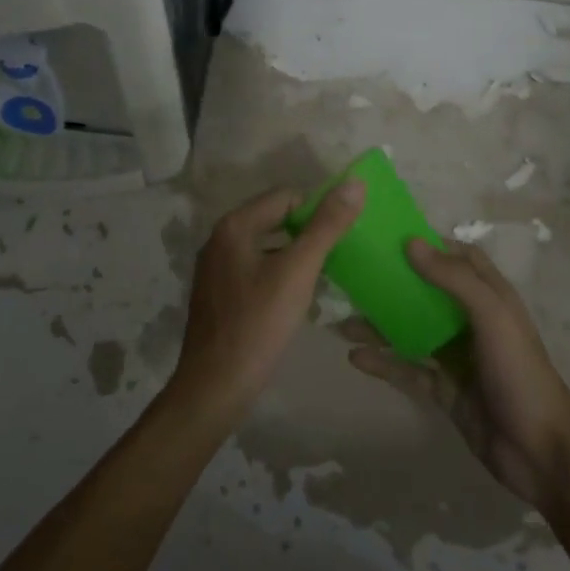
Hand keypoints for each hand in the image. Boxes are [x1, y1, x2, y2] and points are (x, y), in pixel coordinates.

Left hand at [166, 180, 365, 426]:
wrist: (215, 387)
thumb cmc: (258, 324)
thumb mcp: (298, 271)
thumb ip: (326, 226)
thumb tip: (355, 183)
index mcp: (235, 225)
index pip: (286, 196)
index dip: (317, 211)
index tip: (341, 237)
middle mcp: (220, 238)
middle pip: (275, 219)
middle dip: (307, 233)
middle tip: (338, 257)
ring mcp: (216, 268)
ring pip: (267, 246)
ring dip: (295, 255)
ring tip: (323, 277)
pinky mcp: (218, 293)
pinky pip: (256, 269)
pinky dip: (279, 274)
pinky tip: (296, 298)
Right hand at [346, 239, 569, 509]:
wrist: (541, 453)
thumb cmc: (519, 372)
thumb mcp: (492, 316)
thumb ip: (453, 279)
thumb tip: (410, 243)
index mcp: (490, 297)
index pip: (460, 258)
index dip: (431, 244)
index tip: (391, 236)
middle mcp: (472, 321)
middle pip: (428, 292)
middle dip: (395, 283)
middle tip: (355, 276)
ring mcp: (457, 357)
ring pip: (412, 331)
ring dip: (381, 325)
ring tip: (342, 322)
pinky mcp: (445, 389)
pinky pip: (408, 369)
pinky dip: (383, 362)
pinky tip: (355, 358)